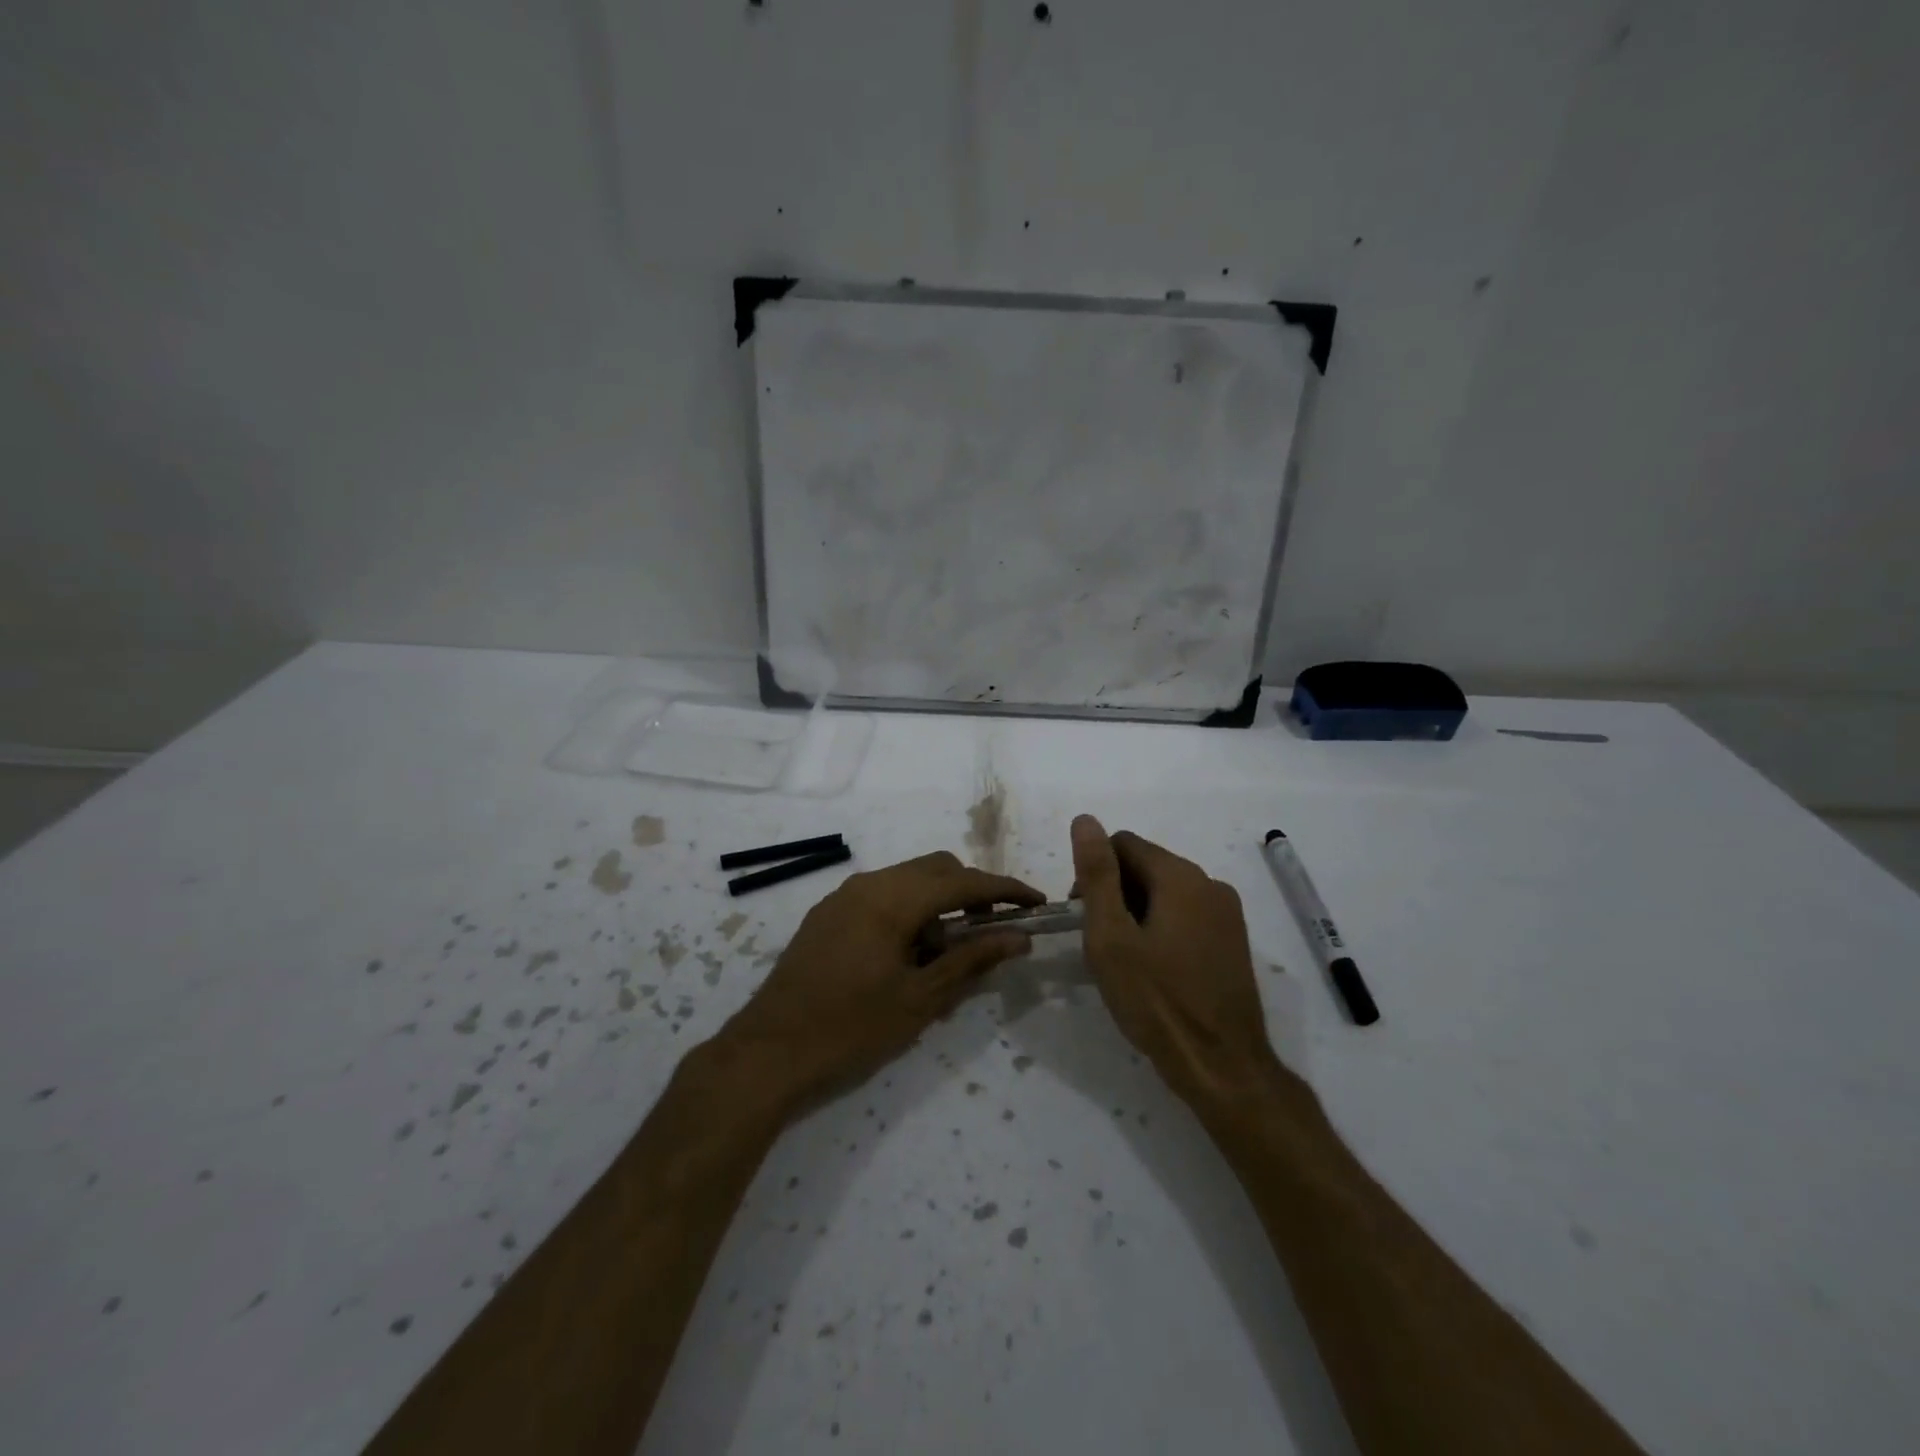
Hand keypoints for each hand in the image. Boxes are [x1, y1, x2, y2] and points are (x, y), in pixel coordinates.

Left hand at [714, 851, 1041, 1113]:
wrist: (769, 1051)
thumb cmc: (851, 1028)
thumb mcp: (921, 999)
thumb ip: (972, 960)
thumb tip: (1019, 938)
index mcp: (892, 899)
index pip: (963, 882)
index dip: (1005, 891)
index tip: (1037, 903)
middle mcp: (868, 884)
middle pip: (936, 869)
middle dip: (971, 894)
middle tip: (993, 934)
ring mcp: (844, 896)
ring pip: (908, 881)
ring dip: (939, 905)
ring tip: (944, 958)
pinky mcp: (829, 913)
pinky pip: (883, 896)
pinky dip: (909, 913)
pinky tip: (909, 956)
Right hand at [1071, 814, 1286, 1113]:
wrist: (1222, 1066)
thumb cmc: (1156, 1000)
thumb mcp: (1111, 937)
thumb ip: (1097, 874)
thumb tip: (1085, 819)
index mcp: (1180, 876)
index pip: (1122, 844)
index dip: (1093, 873)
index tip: (1083, 916)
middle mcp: (1209, 883)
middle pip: (1146, 865)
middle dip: (1116, 893)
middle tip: (1101, 943)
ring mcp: (1227, 913)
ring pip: (1166, 892)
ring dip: (1138, 912)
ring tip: (1127, 960)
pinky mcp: (1234, 940)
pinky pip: (1187, 915)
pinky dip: (1162, 927)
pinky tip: (1155, 968)